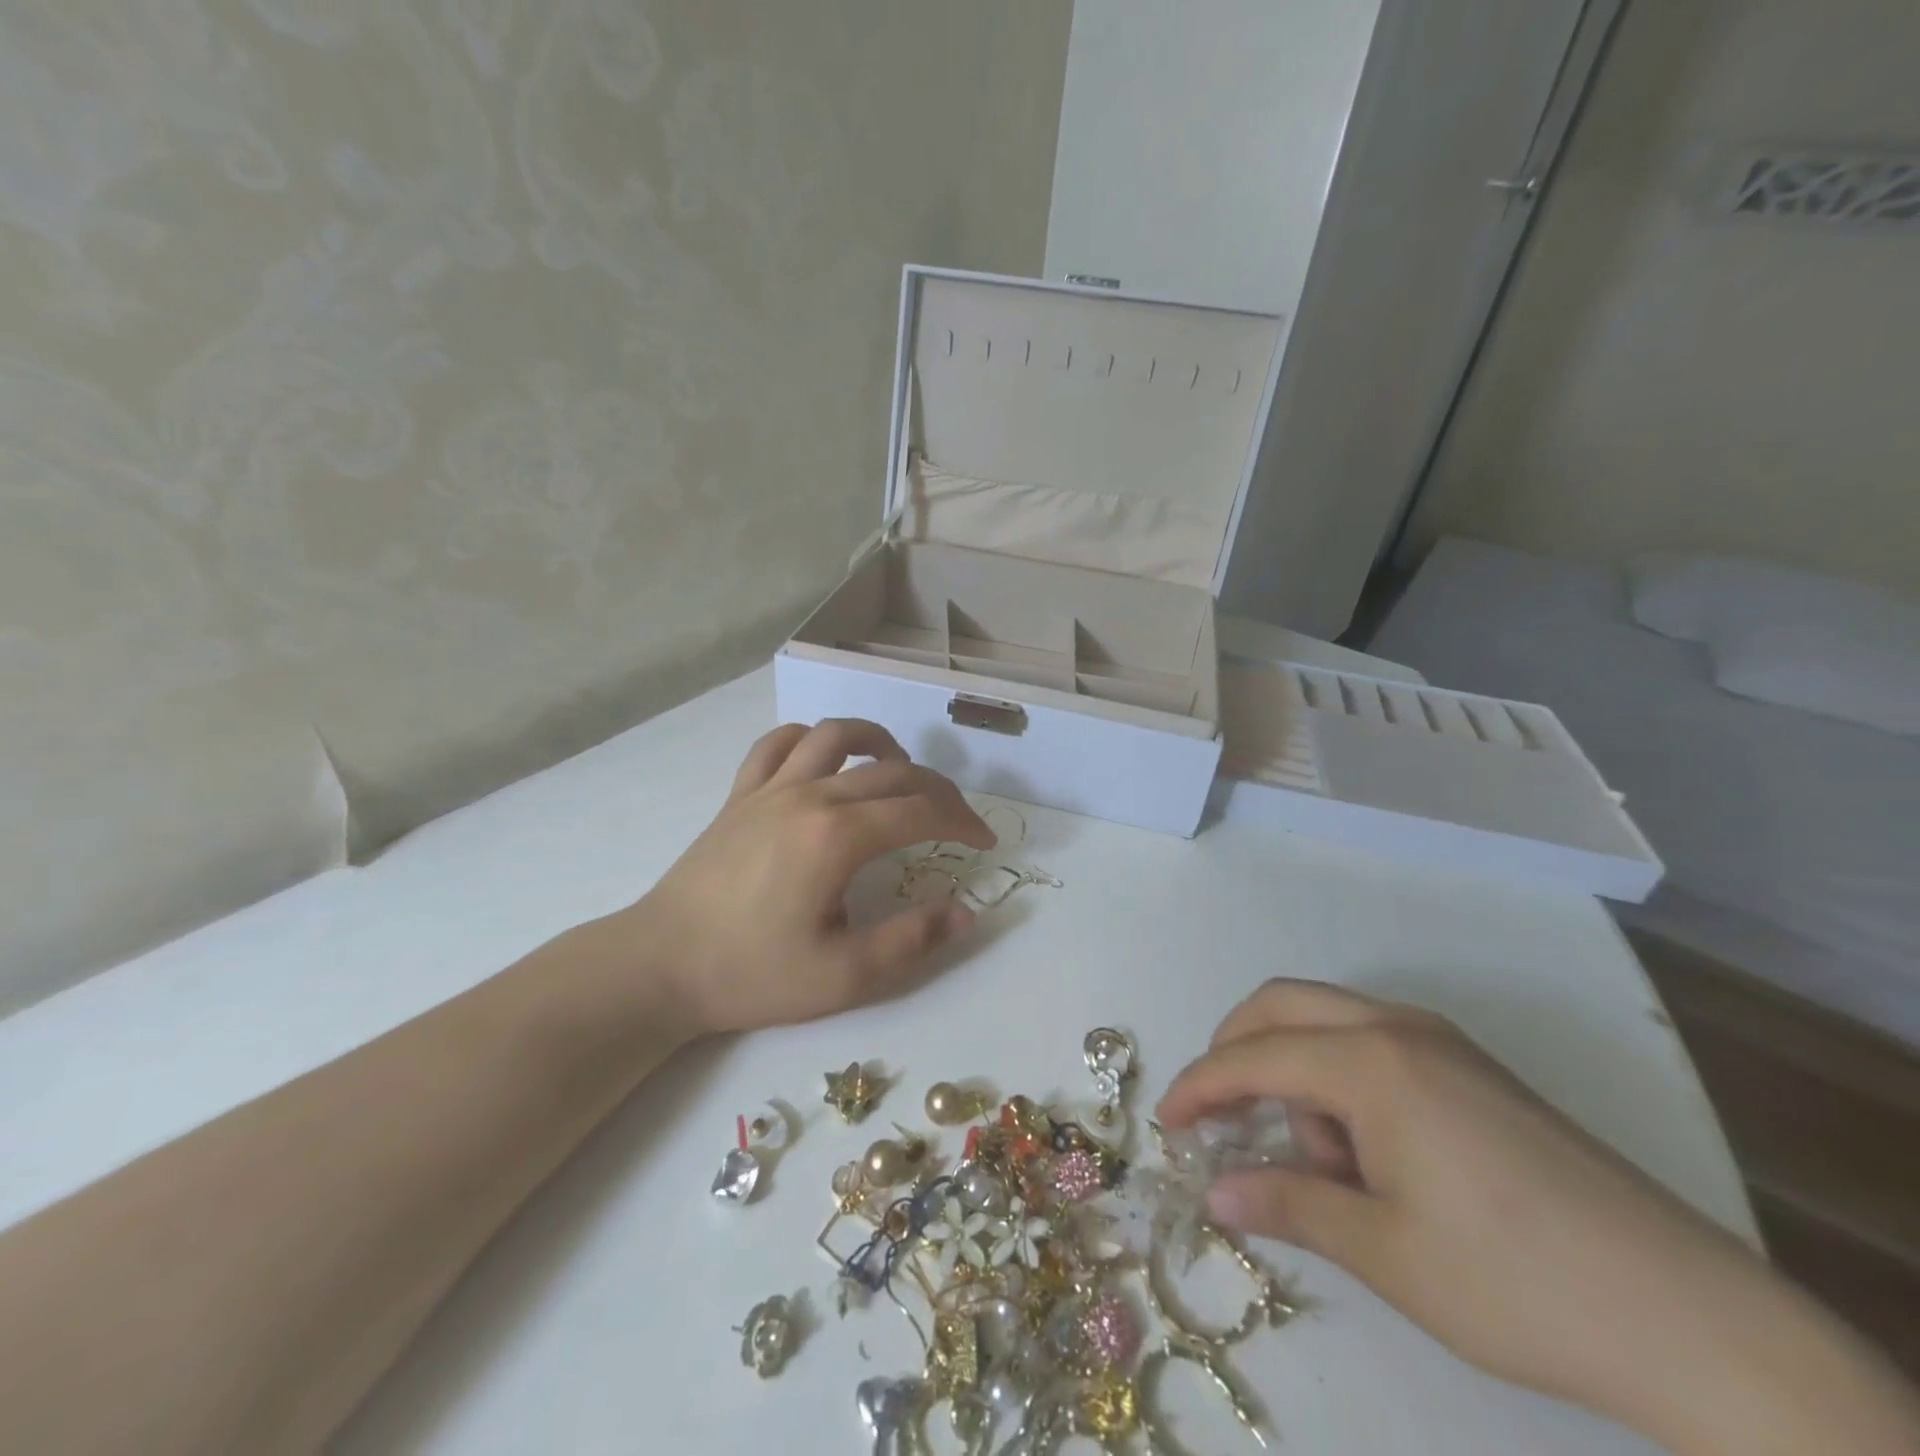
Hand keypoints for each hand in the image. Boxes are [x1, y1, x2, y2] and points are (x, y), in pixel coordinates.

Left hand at [621, 719, 994, 1036]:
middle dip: (937, 790)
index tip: (983, 843)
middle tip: (957, 820)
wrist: (659, 966)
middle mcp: (809, 796)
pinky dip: (811, 740)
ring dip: (878, 742)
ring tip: (899, 769)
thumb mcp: (843, 977)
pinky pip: (778, 744)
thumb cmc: (752, 975)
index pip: (921, 810)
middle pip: (892, 771)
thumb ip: (912, 941)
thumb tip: (965, 911)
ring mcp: (769, 788)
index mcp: (838, 836)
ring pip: (835, 735)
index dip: (962, 822)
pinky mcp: (740, 794)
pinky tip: (825, 763)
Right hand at [1157, 981, 1808, 1442]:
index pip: (1253, 1057)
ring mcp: (1441, 1041)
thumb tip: (1211, 1191)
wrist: (1694, 1319)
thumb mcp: (1383, 1251)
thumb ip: (1287, 1205)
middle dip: (1235, 1048)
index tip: (1166, 1124)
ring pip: (1328, 1020)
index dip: (1199, 1086)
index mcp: (1370, 1061)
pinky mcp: (1471, 1067)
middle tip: (1216, 1111)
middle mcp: (1398, 1027)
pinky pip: (1373, 1043)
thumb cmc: (1516, 1282)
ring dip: (1295, 1070)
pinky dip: (1339, 1077)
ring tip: (1325, 1167)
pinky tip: (1367, 1153)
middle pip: (1282, 1005)